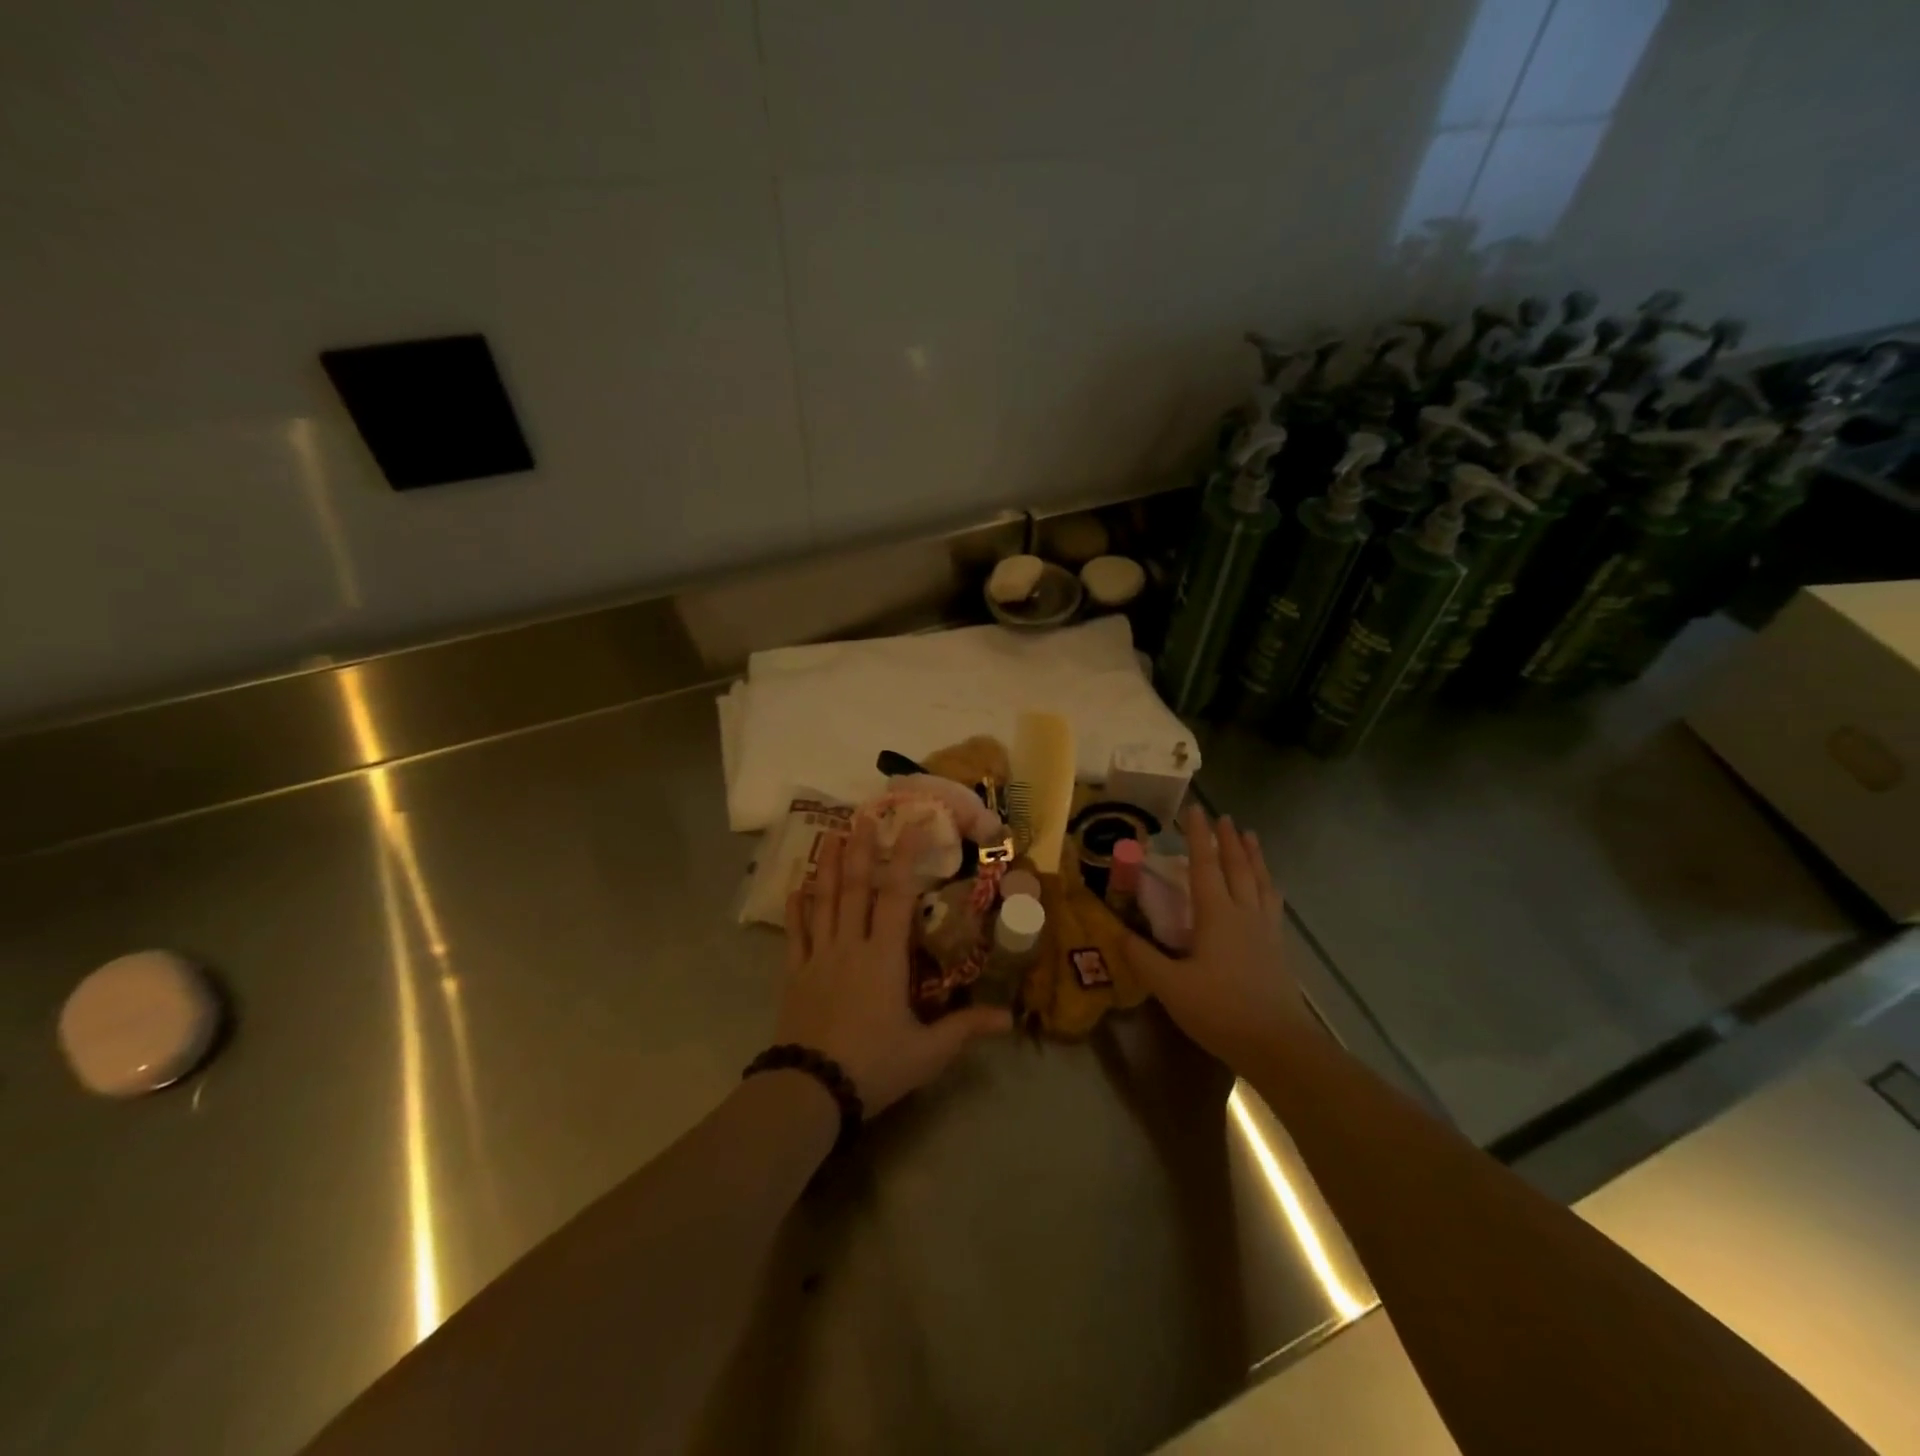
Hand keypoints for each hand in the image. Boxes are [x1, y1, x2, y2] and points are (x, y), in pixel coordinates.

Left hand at [777, 819, 1010, 1115]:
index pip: (897, 895)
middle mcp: (851, 945)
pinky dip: (796, 907)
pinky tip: (796, 886)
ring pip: (824, 901)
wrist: (811, 1090)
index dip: (906, 857)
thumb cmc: (874, 1065)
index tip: (913, 825)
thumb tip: (1010, 1019)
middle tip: (864, 815)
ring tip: (831, 834)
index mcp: (885, 957)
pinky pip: (795, 933)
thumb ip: (966, 1029)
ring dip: (829, 866)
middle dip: (862, 848)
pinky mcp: (794, 974)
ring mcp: (819, 957)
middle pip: (856, 887)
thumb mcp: (928, 1052)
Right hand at [1123, 807, 1307, 1074]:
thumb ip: (1143, 957)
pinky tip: (1270, 889)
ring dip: (1254, 857)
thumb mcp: (1170, 987)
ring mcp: (1266, 931)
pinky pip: (1272, 903)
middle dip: (1229, 840)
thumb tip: (1119, 932)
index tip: (1196, 810)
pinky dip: (1268, 885)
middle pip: (1238, 868)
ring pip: (1261, 882)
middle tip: (1226, 817)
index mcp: (1217, 915)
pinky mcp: (1278, 950)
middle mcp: (1244, 914)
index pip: (1205, 866)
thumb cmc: (1220, 1010)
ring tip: (1252, 837)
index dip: (1199, 837)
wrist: (1278, 1044)